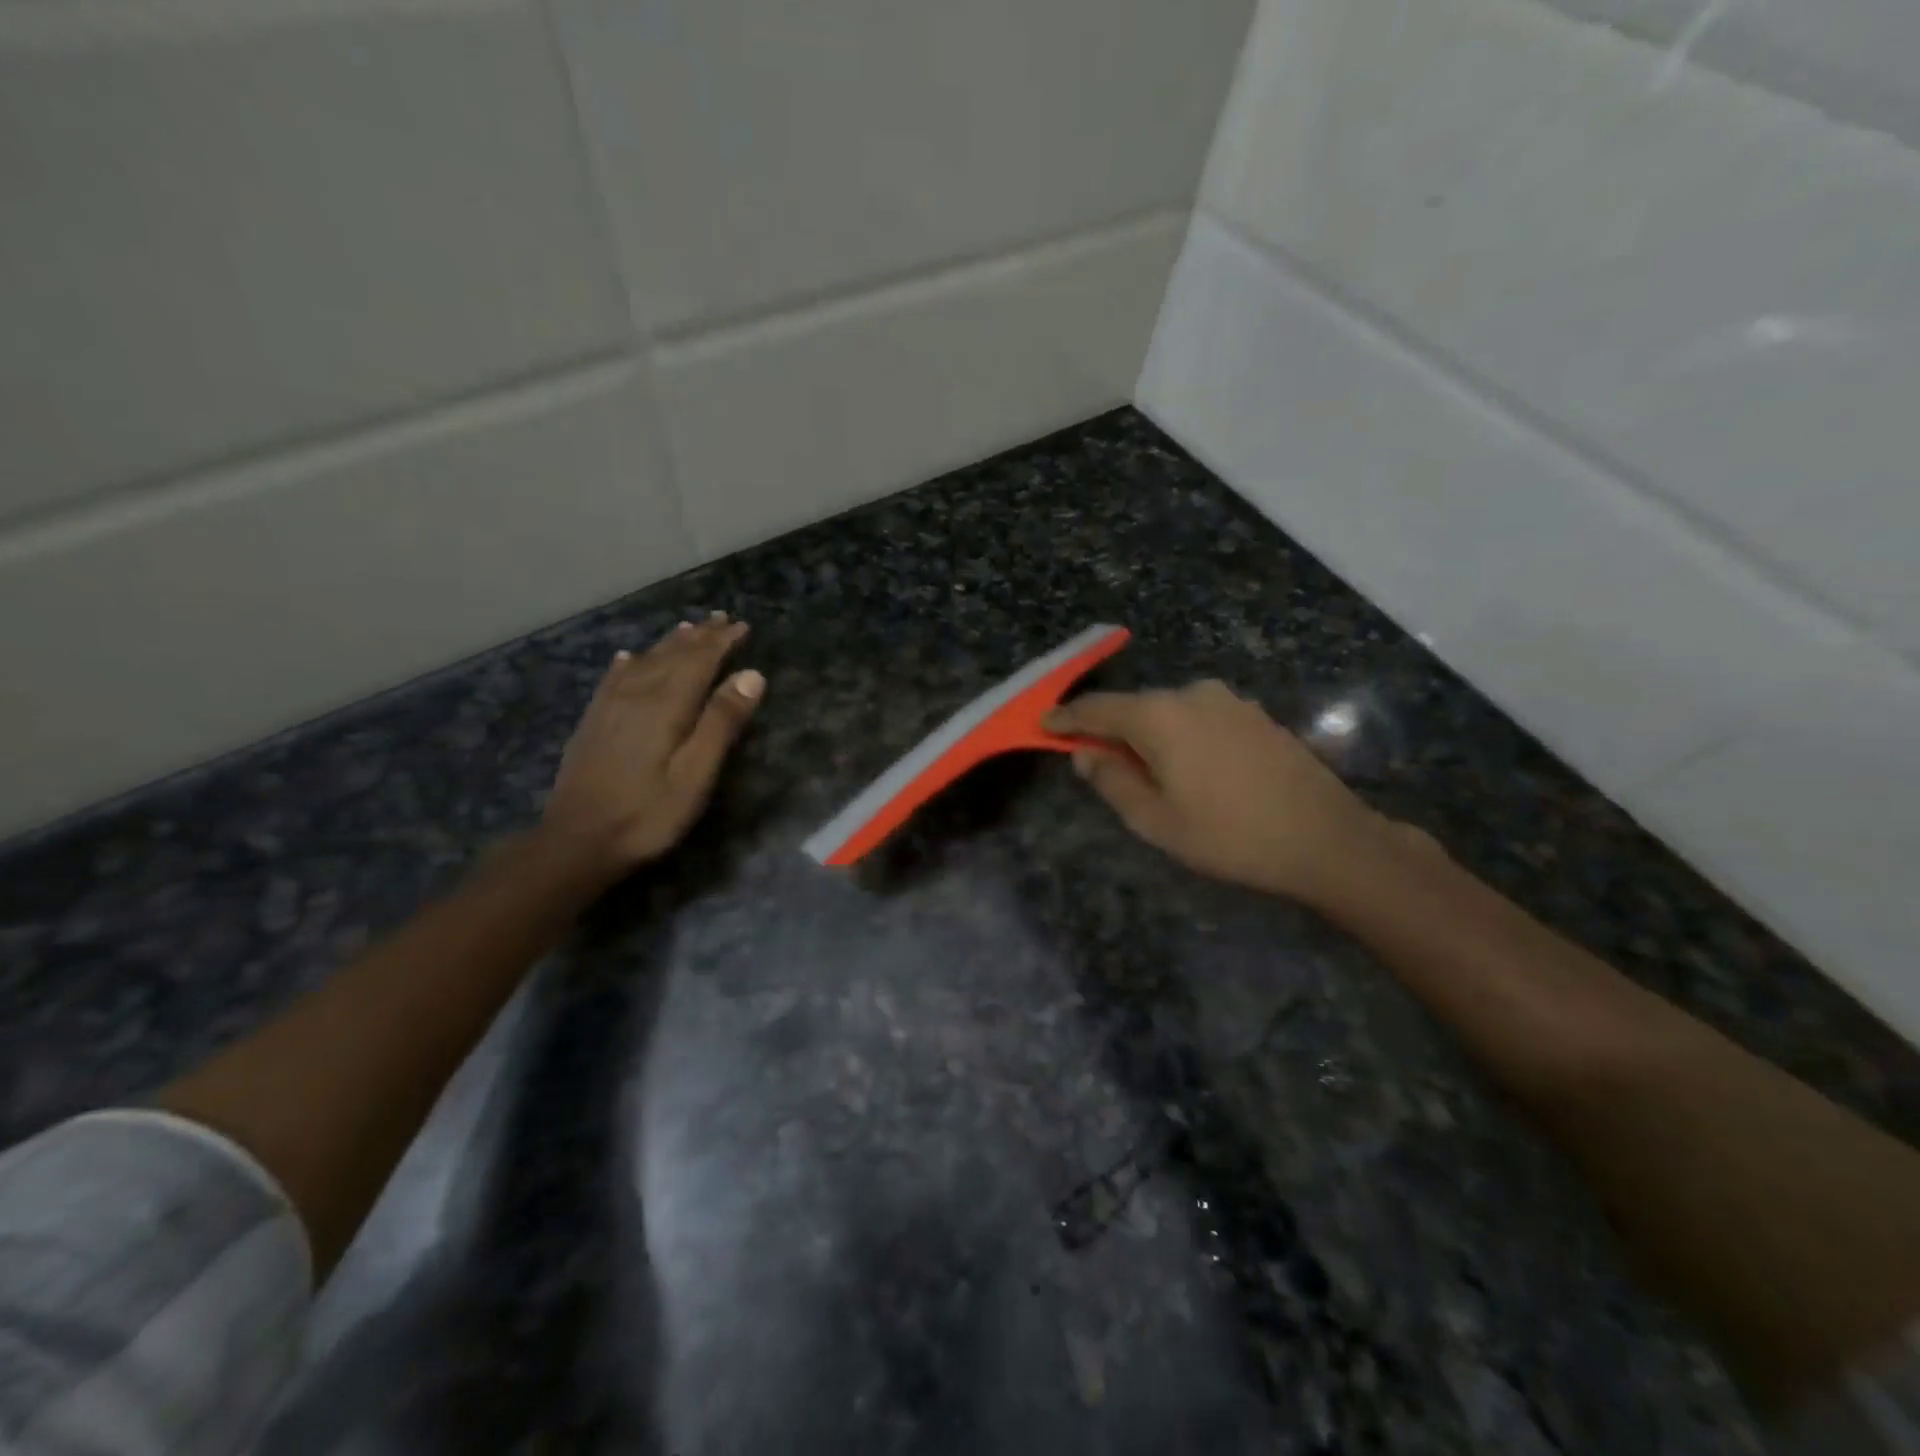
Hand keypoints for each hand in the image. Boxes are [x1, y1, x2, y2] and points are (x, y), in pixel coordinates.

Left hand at [543, 613, 763, 873]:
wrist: (577, 841)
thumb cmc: (649, 813)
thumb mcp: (696, 774)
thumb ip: (722, 722)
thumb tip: (752, 675)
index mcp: (667, 705)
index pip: (700, 661)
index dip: (722, 642)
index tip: (742, 626)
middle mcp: (637, 695)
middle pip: (672, 655)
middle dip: (699, 636)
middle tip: (720, 619)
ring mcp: (610, 707)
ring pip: (644, 661)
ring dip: (669, 643)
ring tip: (687, 628)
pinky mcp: (593, 723)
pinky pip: (614, 679)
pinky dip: (628, 663)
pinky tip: (629, 657)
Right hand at [1048, 681, 1392, 904]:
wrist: (1326, 839)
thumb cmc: (1229, 836)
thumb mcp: (1155, 820)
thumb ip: (1111, 781)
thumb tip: (1086, 756)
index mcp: (1160, 716)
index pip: (1097, 709)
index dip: (1067, 718)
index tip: (1043, 725)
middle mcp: (1192, 694)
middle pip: (1134, 708)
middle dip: (1111, 732)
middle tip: (1099, 766)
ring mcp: (1229, 701)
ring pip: (1170, 713)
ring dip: (1150, 737)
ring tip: (1152, 777)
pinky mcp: (1255, 715)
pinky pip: (1200, 719)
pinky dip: (1182, 737)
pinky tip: (1194, 771)